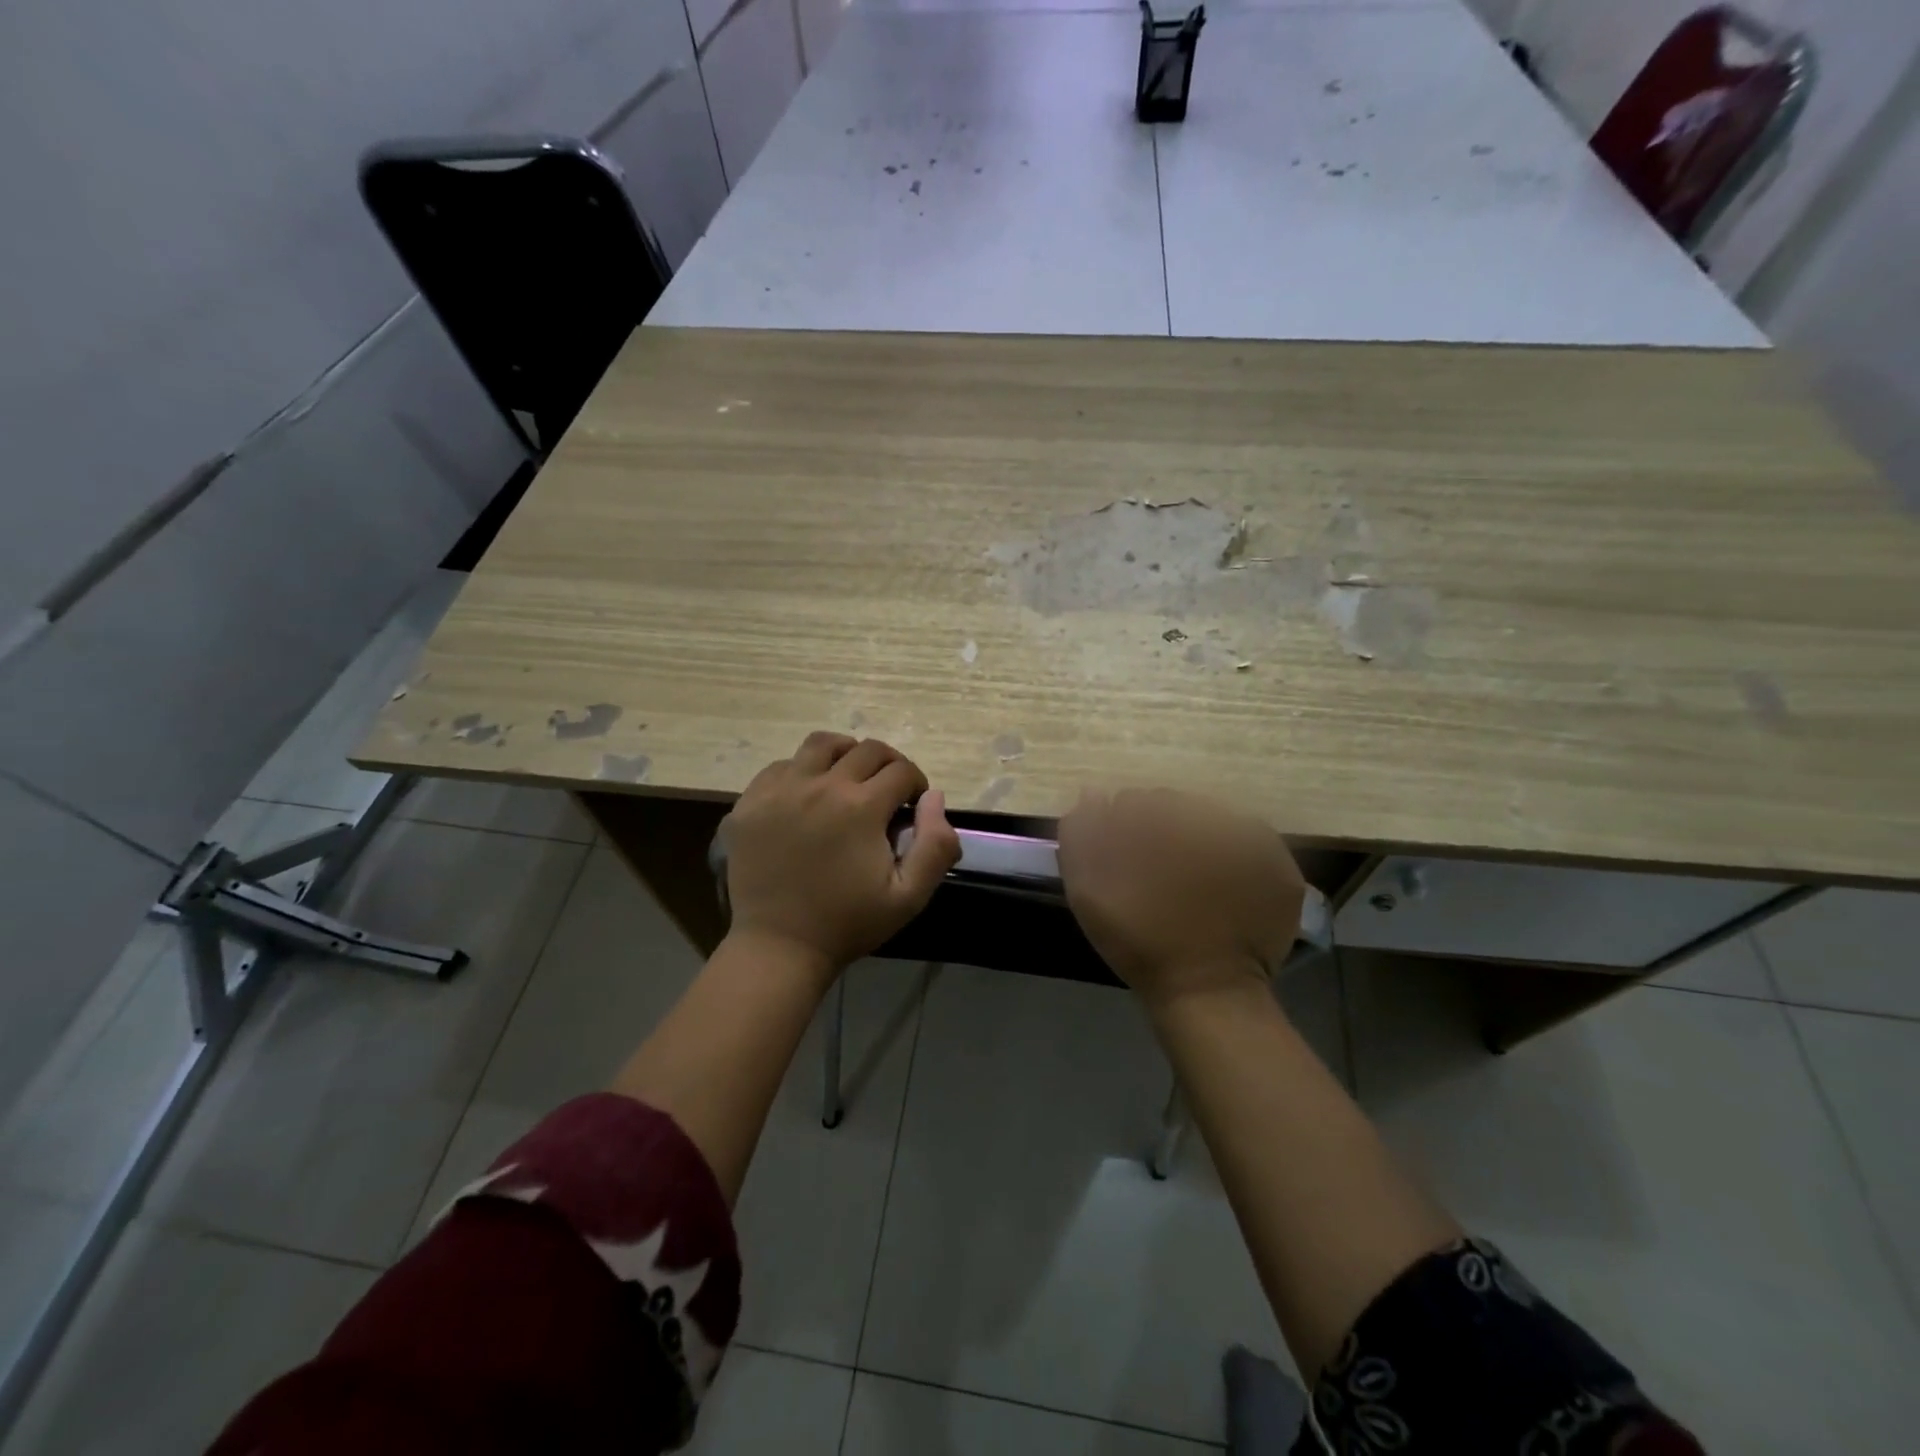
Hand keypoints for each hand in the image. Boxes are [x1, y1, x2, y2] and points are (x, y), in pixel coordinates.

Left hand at [719, 732, 960, 976]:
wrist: (781, 946)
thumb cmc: (849, 923)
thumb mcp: (910, 895)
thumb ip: (936, 844)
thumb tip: (934, 796)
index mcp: (861, 806)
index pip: (902, 770)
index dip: (916, 783)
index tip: (913, 803)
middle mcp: (821, 785)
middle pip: (866, 750)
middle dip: (888, 764)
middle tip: (888, 789)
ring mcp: (780, 790)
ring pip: (821, 744)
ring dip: (845, 754)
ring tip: (848, 777)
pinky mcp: (749, 802)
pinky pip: (781, 766)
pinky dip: (802, 771)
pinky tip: (807, 796)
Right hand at [1058, 788, 1303, 1010]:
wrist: (1204, 989)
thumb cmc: (1138, 939)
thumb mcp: (1087, 888)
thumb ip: (1082, 833)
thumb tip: (1094, 792)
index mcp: (1159, 816)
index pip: (1135, 802)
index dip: (1125, 830)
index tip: (1125, 861)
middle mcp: (1208, 816)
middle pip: (1177, 808)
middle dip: (1164, 832)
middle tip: (1159, 874)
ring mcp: (1251, 838)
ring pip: (1214, 822)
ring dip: (1200, 841)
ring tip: (1193, 883)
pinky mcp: (1279, 865)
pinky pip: (1251, 845)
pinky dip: (1237, 858)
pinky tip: (1224, 887)